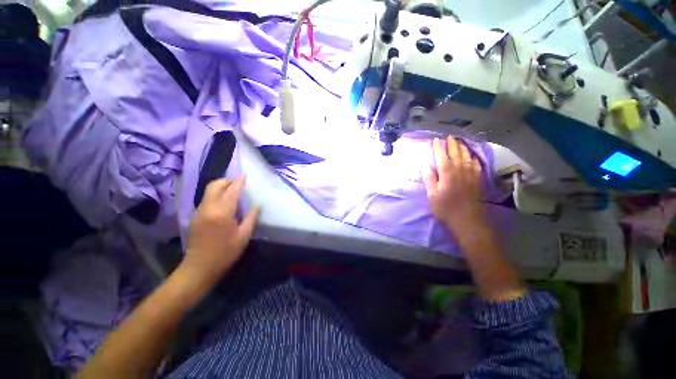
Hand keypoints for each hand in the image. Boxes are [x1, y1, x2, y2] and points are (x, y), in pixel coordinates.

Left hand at [182, 177, 259, 286]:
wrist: (199, 268)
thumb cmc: (225, 253)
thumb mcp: (243, 236)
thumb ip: (251, 218)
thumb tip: (257, 205)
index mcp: (222, 213)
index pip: (232, 191)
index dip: (239, 182)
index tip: (245, 175)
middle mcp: (208, 208)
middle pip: (214, 186)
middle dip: (227, 181)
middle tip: (238, 183)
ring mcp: (199, 212)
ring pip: (208, 191)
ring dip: (221, 187)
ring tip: (233, 191)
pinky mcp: (195, 217)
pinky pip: (206, 199)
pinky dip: (216, 195)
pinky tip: (224, 203)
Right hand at [423, 137, 484, 227]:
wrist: (467, 219)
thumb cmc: (445, 208)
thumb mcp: (432, 195)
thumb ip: (429, 179)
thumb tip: (425, 165)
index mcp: (447, 173)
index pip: (442, 156)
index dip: (438, 147)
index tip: (436, 140)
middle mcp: (460, 170)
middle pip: (456, 153)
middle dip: (452, 144)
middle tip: (449, 137)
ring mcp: (471, 174)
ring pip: (467, 156)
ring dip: (463, 147)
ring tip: (459, 141)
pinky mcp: (478, 179)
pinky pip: (476, 164)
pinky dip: (473, 157)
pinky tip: (472, 156)